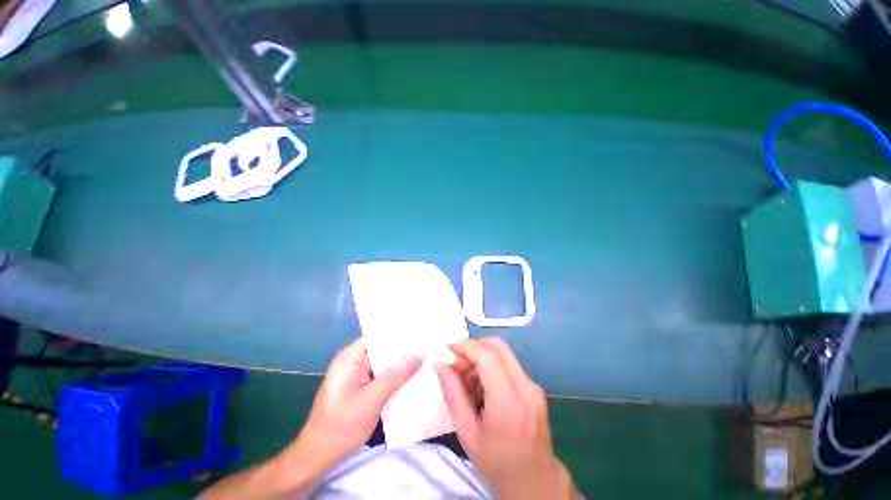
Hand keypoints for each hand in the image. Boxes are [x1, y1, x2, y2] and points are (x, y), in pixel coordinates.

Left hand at [295, 338, 422, 465]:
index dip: (400, 334)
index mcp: (351, 356)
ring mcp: (357, 372)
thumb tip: (419, 356)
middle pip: (383, 347)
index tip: (422, 334)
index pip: (379, 336)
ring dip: (401, 363)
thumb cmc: (340, 428)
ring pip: (384, 361)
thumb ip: (395, 376)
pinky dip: (395, 375)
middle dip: (404, 349)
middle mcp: (354, 359)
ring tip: (427, 358)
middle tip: (429, 347)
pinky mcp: (361, 384)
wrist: (318, 457)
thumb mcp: (371, 401)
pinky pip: (382, 373)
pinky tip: (413, 376)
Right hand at [435, 338, 574, 499]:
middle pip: (498, 346)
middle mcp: (526, 387)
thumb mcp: (467, 433)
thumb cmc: (497, 463)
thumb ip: (453, 394)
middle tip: (456, 362)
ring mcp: (533, 386)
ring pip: (504, 353)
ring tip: (466, 378)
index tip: (447, 348)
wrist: (535, 484)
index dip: (466, 346)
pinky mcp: (535, 388)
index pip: (488, 355)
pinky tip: (481, 386)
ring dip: (481, 356)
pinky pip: (509, 365)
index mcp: (509, 402)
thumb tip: (440, 365)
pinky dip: (491, 366)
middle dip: (473, 347)